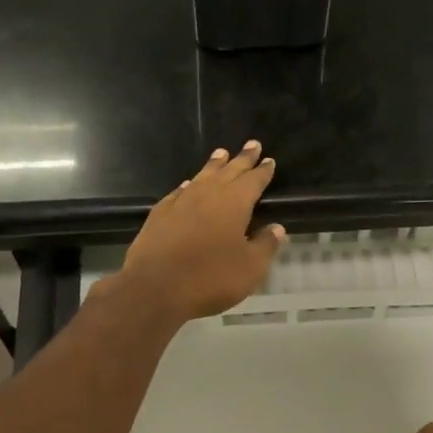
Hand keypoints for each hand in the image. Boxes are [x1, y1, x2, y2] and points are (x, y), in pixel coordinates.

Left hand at [114, 142, 284, 322]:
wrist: (155, 288)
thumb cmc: (211, 278)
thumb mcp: (250, 268)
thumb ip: (265, 245)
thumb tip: (277, 228)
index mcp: (234, 204)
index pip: (253, 181)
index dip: (263, 171)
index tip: (269, 160)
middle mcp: (208, 195)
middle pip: (228, 171)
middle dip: (242, 159)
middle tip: (252, 144)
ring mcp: (180, 202)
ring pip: (201, 177)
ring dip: (214, 165)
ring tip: (221, 153)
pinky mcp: (159, 215)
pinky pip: (178, 192)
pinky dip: (187, 185)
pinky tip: (187, 184)